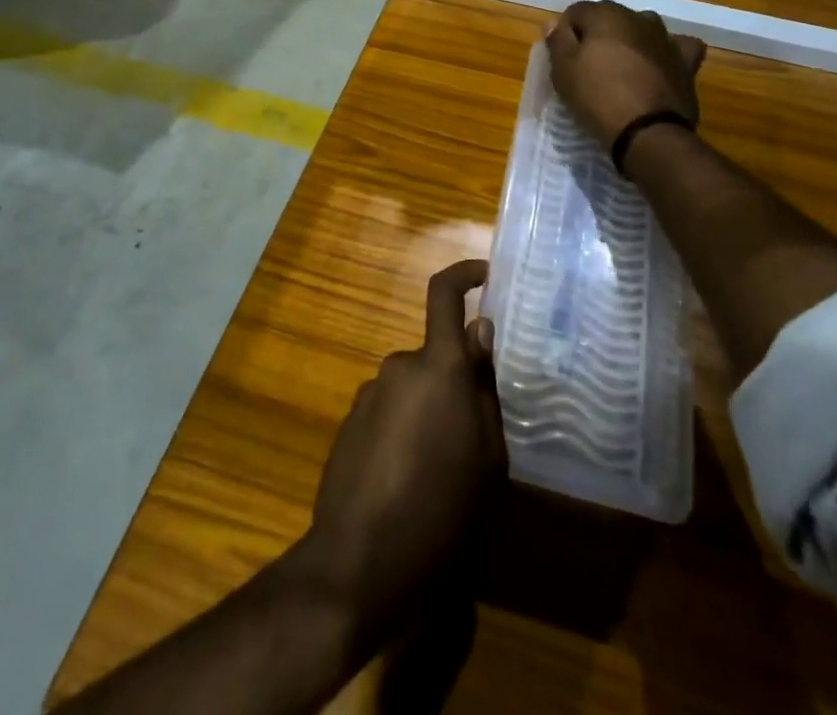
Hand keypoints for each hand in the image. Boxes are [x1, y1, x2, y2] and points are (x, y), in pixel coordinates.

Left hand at [300, 261, 504, 635]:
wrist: (357, 562)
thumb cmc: (441, 510)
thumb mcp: (487, 457)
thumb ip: (484, 388)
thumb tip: (480, 331)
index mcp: (438, 367)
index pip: (444, 294)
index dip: (464, 274)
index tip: (485, 274)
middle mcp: (398, 367)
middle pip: (435, 358)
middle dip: (455, 384)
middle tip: (473, 438)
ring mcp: (368, 394)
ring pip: (412, 389)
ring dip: (428, 413)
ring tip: (441, 473)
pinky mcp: (349, 424)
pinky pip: (388, 411)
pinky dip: (403, 431)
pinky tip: (406, 483)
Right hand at [545, 0, 705, 147]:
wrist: (648, 132)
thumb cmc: (597, 97)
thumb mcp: (563, 71)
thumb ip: (557, 41)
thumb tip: (554, 22)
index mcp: (606, 14)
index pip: (576, 12)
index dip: (565, 34)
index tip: (562, 60)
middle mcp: (638, 17)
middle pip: (609, 19)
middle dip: (597, 36)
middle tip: (588, 68)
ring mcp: (666, 38)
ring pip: (642, 29)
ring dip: (630, 42)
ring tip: (621, 69)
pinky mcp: (686, 62)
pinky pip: (676, 47)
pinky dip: (667, 52)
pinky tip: (660, 65)